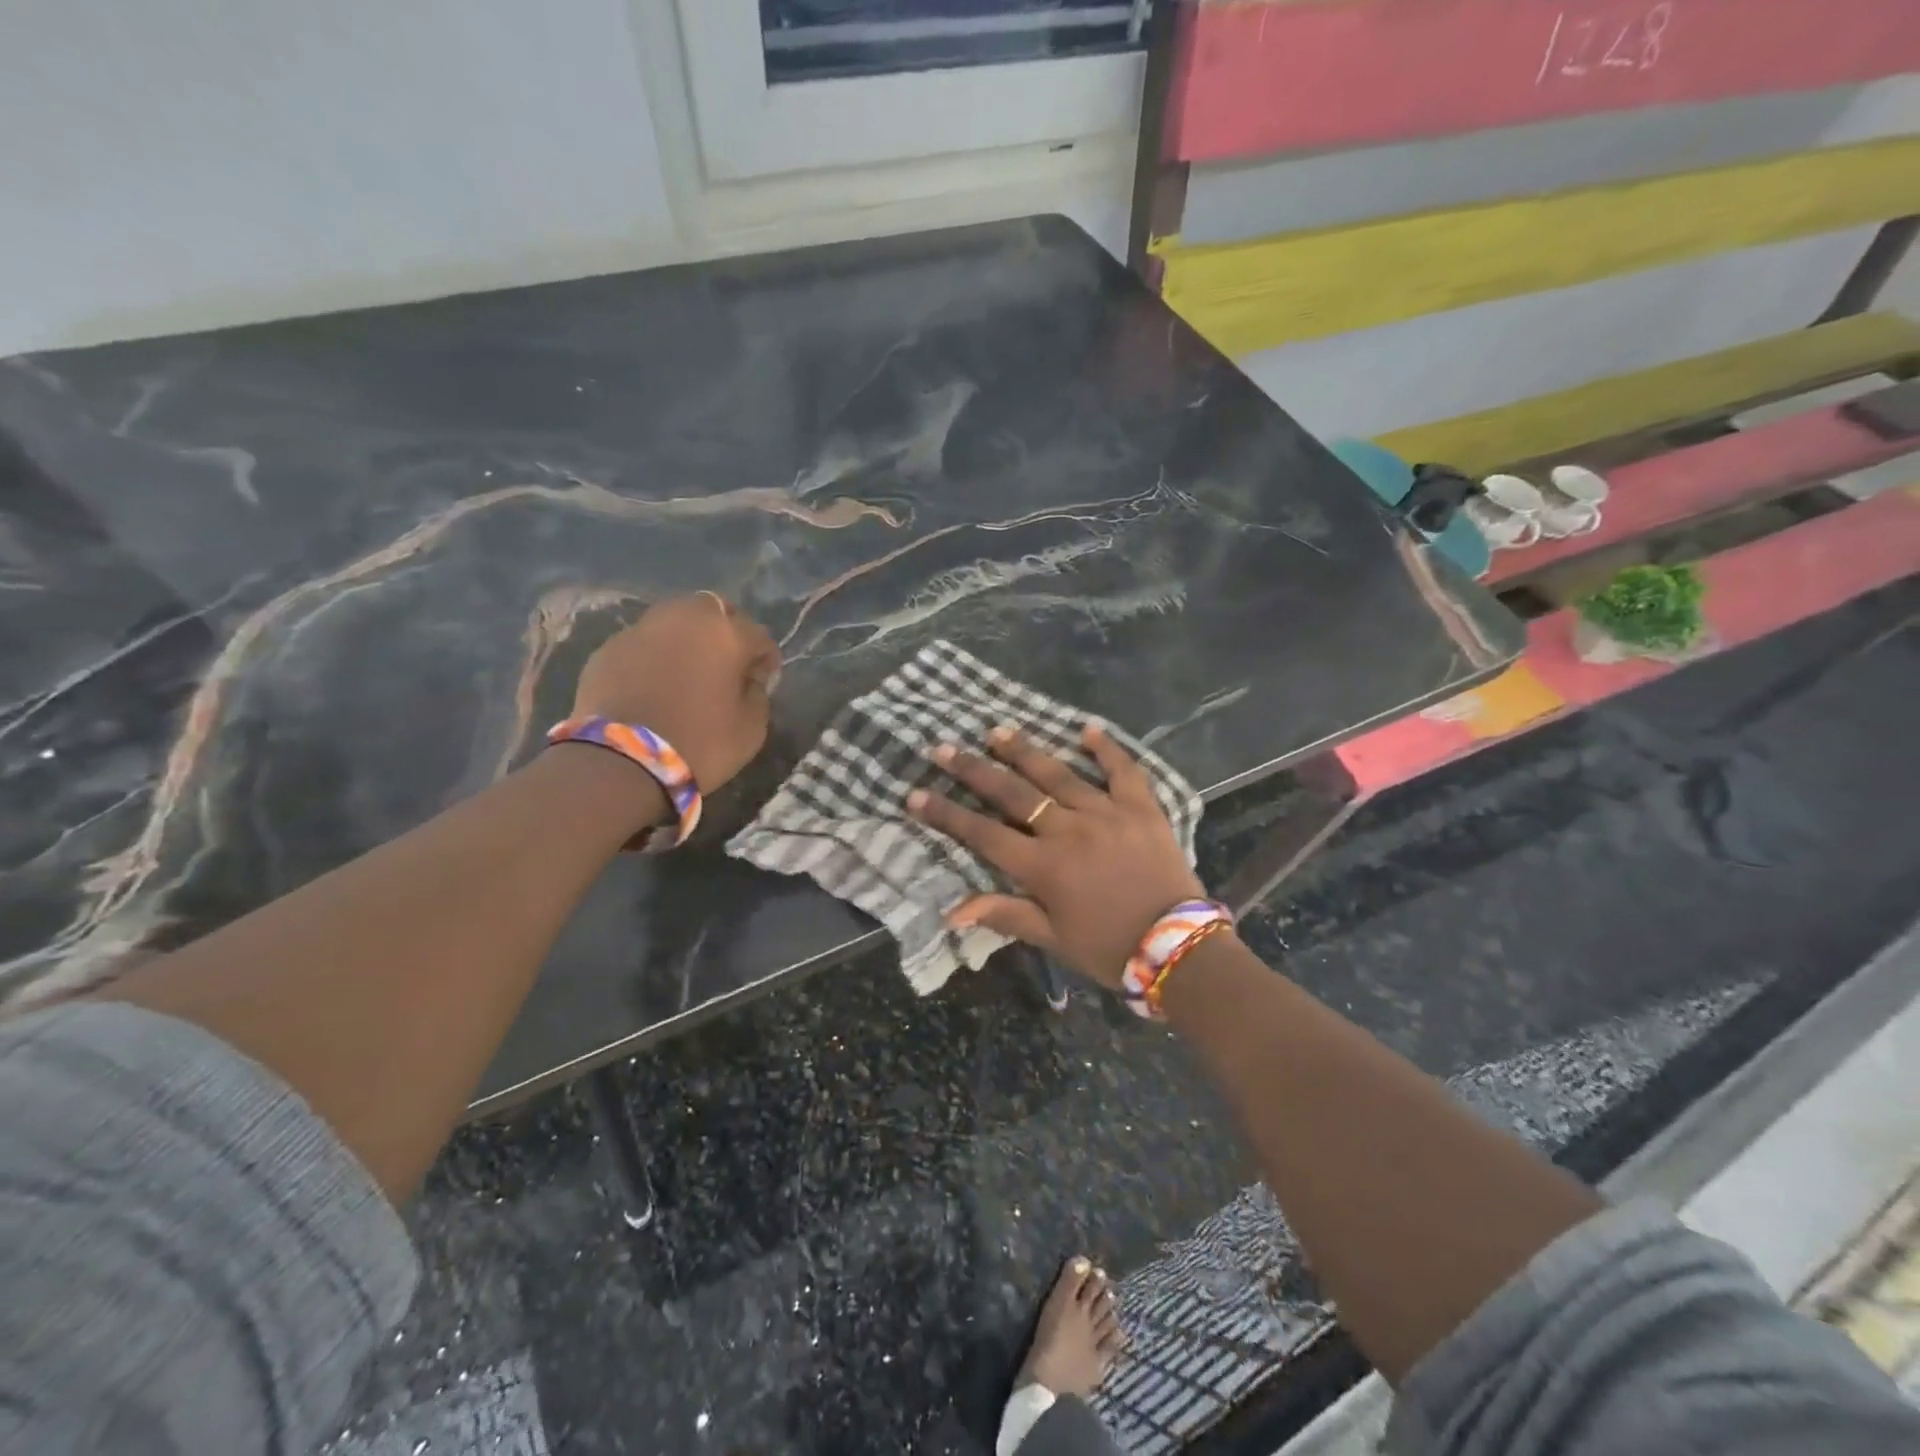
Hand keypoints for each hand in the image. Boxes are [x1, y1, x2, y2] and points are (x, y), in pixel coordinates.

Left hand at [571, 594, 780, 792]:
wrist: (621, 762)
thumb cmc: (700, 744)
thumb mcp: (752, 728)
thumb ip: (757, 694)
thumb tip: (748, 679)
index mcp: (726, 633)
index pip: (759, 636)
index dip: (766, 658)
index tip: (764, 679)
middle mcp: (684, 618)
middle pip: (714, 611)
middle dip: (725, 632)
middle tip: (726, 664)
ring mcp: (641, 629)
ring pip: (674, 621)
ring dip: (687, 638)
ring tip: (688, 670)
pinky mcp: (608, 648)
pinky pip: (644, 643)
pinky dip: (655, 656)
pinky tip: (655, 684)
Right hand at [907, 724, 1204, 989]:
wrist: (1179, 949)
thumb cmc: (1109, 948)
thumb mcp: (1052, 939)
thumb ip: (1005, 915)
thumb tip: (951, 912)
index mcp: (1044, 867)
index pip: (983, 834)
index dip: (946, 814)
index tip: (915, 794)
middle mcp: (1069, 831)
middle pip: (1013, 794)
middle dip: (974, 770)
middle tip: (944, 748)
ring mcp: (1107, 814)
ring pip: (1058, 775)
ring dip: (1025, 751)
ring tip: (997, 731)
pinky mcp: (1142, 809)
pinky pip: (1123, 771)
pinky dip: (1106, 749)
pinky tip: (1087, 729)